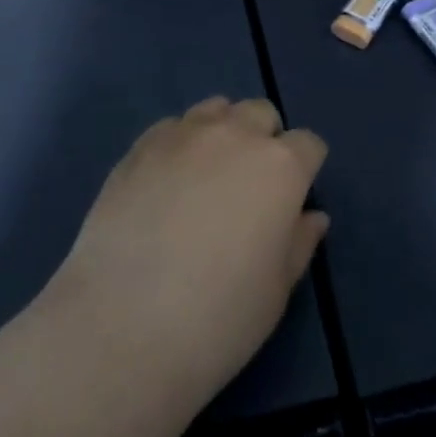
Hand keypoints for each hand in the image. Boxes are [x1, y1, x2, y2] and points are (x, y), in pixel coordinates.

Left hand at [50, 97, 328, 403]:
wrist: (123, 327)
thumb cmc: (219, 317)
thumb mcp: (277, 291)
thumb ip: (300, 243)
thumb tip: (312, 216)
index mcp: (281, 167)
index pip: (309, 145)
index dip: (305, 169)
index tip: (293, 199)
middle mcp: (236, 135)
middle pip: (261, 113)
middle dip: (264, 140)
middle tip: (250, 187)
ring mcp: (184, 136)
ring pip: (215, 109)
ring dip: (222, 132)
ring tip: (207, 176)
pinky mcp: (140, 147)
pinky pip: (172, 126)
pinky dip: (179, 144)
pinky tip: (166, 183)